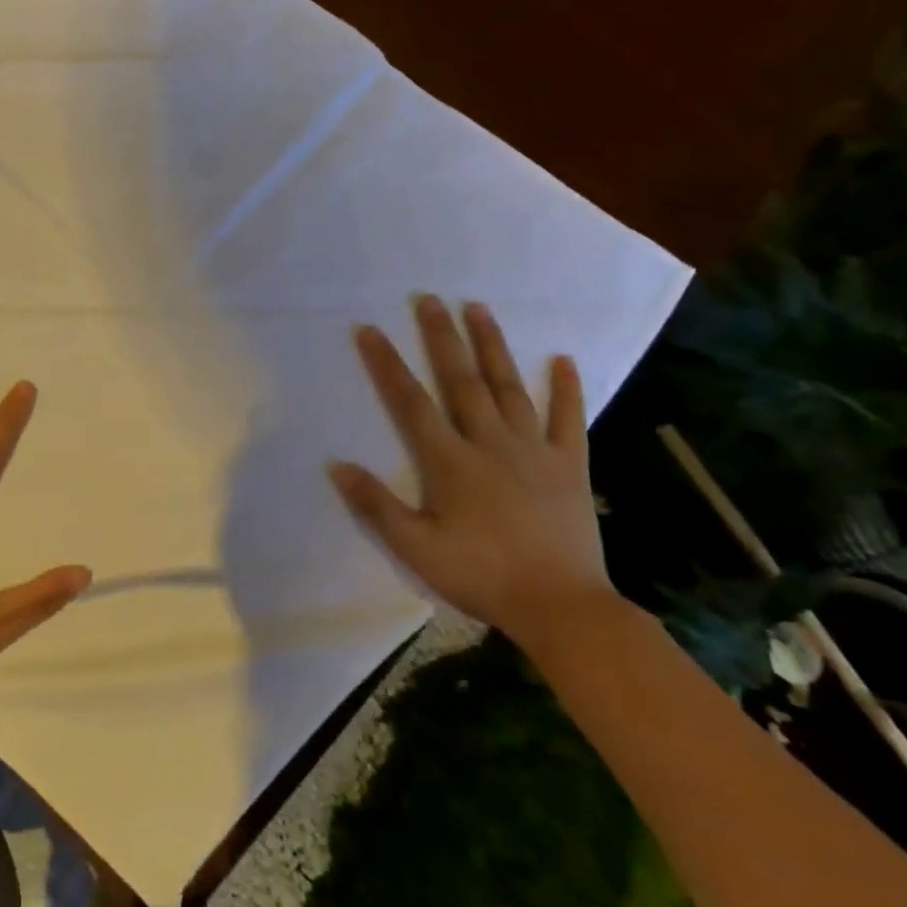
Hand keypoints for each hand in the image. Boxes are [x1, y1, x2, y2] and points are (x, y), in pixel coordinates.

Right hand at [329, 295, 616, 645]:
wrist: (561, 606)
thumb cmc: (481, 576)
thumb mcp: (416, 549)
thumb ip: (376, 505)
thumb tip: (337, 465)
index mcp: (450, 462)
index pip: (410, 402)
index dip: (388, 364)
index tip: (370, 330)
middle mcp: (490, 443)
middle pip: (461, 380)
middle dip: (442, 337)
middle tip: (429, 299)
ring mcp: (534, 450)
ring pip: (510, 387)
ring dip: (493, 346)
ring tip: (479, 309)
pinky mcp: (570, 465)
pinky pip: (569, 419)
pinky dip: (567, 388)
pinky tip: (564, 359)